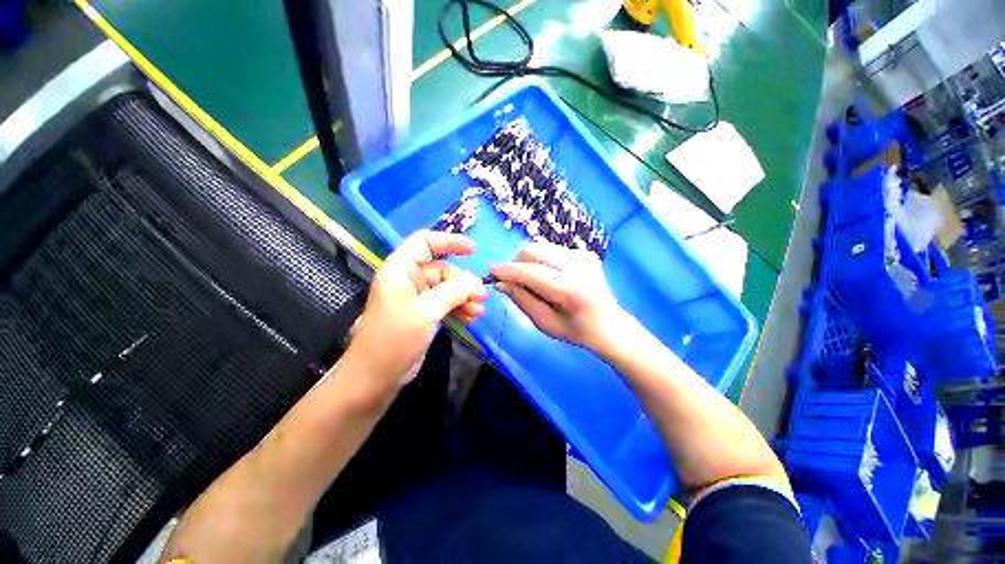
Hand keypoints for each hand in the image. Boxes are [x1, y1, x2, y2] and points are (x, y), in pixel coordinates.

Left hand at [343, 231, 487, 390]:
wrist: (374, 378)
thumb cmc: (395, 339)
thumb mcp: (426, 312)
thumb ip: (452, 292)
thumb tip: (474, 281)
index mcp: (400, 270)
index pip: (425, 242)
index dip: (449, 242)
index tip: (473, 250)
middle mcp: (408, 279)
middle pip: (442, 269)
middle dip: (463, 282)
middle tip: (482, 296)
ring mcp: (416, 298)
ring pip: (446, 288)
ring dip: (464, 297)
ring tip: (479, 310)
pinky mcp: (422, 313)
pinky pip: (445, 303)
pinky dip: (458, 308)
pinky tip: (471, 318)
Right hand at [490, 242, 629, 352]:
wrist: (610, 324)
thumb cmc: (576, 331)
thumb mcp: (545, 323)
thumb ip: (522, 300)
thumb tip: (501, 282)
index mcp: (571, 289)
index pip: (530, 272)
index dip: (507, 270)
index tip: (490, 271)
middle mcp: (578, 265)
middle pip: (533, 251)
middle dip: (516, 263)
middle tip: (512, 280)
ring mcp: (583, 255)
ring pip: (541, 247)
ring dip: (528, 262)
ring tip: (530, 280)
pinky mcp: (584, 252)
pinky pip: (551, 250)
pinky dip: (541, 261)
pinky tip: (547, 276)